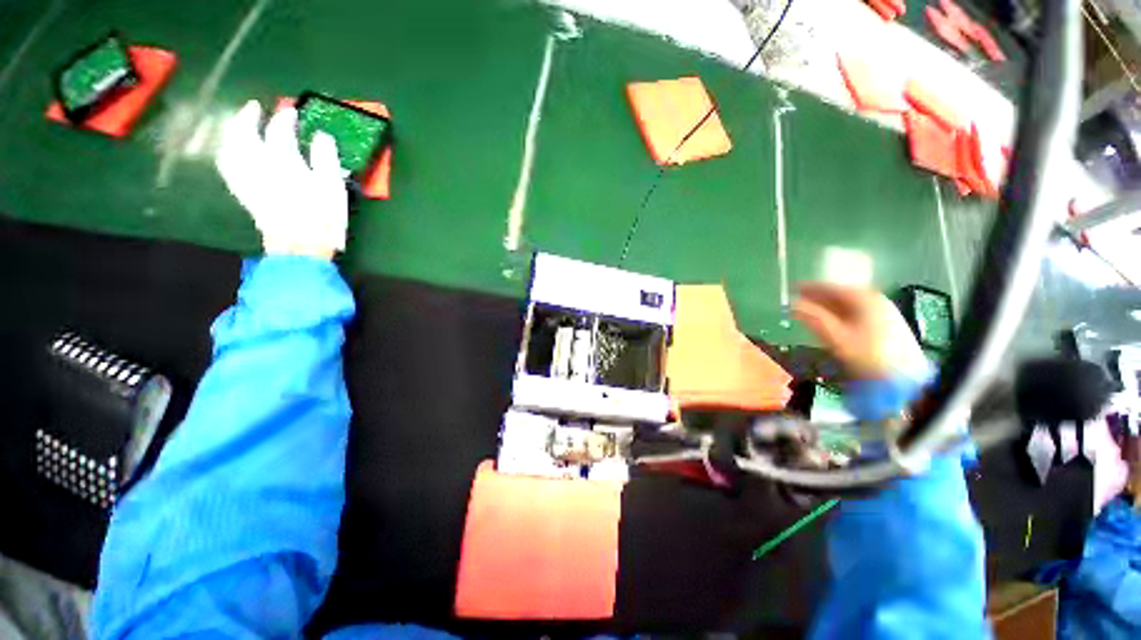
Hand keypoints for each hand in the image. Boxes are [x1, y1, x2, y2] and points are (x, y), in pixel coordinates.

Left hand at [216, 100, 347, 258]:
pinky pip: (228, 166)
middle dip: (248, 117)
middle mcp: (257, 164)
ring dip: (233, 132)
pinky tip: (232, 152)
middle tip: (255, 108)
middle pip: (244, 133)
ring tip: (240, 126)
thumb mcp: (332, 186)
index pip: (279, 130)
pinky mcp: (243, 192)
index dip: (285, 118)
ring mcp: (246, 178)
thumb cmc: (322, 216)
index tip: (292, 111)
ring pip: (230, 147)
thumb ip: (326, 158)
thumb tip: (322, 136)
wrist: (301, 245)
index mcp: (282, 160)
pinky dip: (228, 153)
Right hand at [793, 282, 928, 379]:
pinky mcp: (887, 324)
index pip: (831, 287)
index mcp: (863, 298)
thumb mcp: (836, 337)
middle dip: (818, 297)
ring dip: (828, 306)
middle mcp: (875, 300)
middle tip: (798, 300)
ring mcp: (883, 311)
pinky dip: (840, 314)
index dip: (810, 288)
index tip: (792, 288)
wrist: (905, 379)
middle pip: (841, 294)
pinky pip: (857, 312)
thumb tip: (793, 305)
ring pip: (849, 304)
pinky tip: (831, 320)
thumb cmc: (868, 356)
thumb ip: (814, 318)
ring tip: (810, 310)